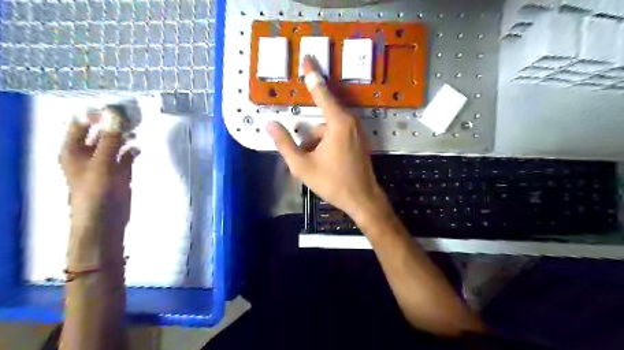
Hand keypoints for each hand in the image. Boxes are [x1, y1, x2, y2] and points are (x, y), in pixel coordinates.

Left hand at [61, 119, 134, 267]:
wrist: (104, 220)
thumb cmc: (95, 192)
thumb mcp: (101, 163)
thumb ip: (110, 139)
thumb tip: (115, 114)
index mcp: (73, 150)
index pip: (81, 123)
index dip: (97, 114)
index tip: (118, 107)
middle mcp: (87, 154)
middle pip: (100, 132)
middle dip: (115, 123)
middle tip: (133, 115)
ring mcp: (104, 163)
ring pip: (115, 143)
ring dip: (125, 135)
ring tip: (138, 128)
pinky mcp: (119, 172)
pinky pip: (125, 156)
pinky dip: (132, 151)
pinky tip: (139, 148)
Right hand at [266, 57, 387, 223]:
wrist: (362, 199)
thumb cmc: (333, 182)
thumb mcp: (302, 166)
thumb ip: (285, 143)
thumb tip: (270, 124)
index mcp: (338, 123)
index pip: (321, 92)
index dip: (312, 75)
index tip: (307, 58)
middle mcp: (349, 121)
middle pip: (321, 116)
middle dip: (308, 136)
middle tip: (305, 155)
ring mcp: (356, 131)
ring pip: (327, 128)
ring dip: (315, 143)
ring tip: (313, 166)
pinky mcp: (357, 140)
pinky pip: (336, 134)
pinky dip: (324, 144)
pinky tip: (321, 163)